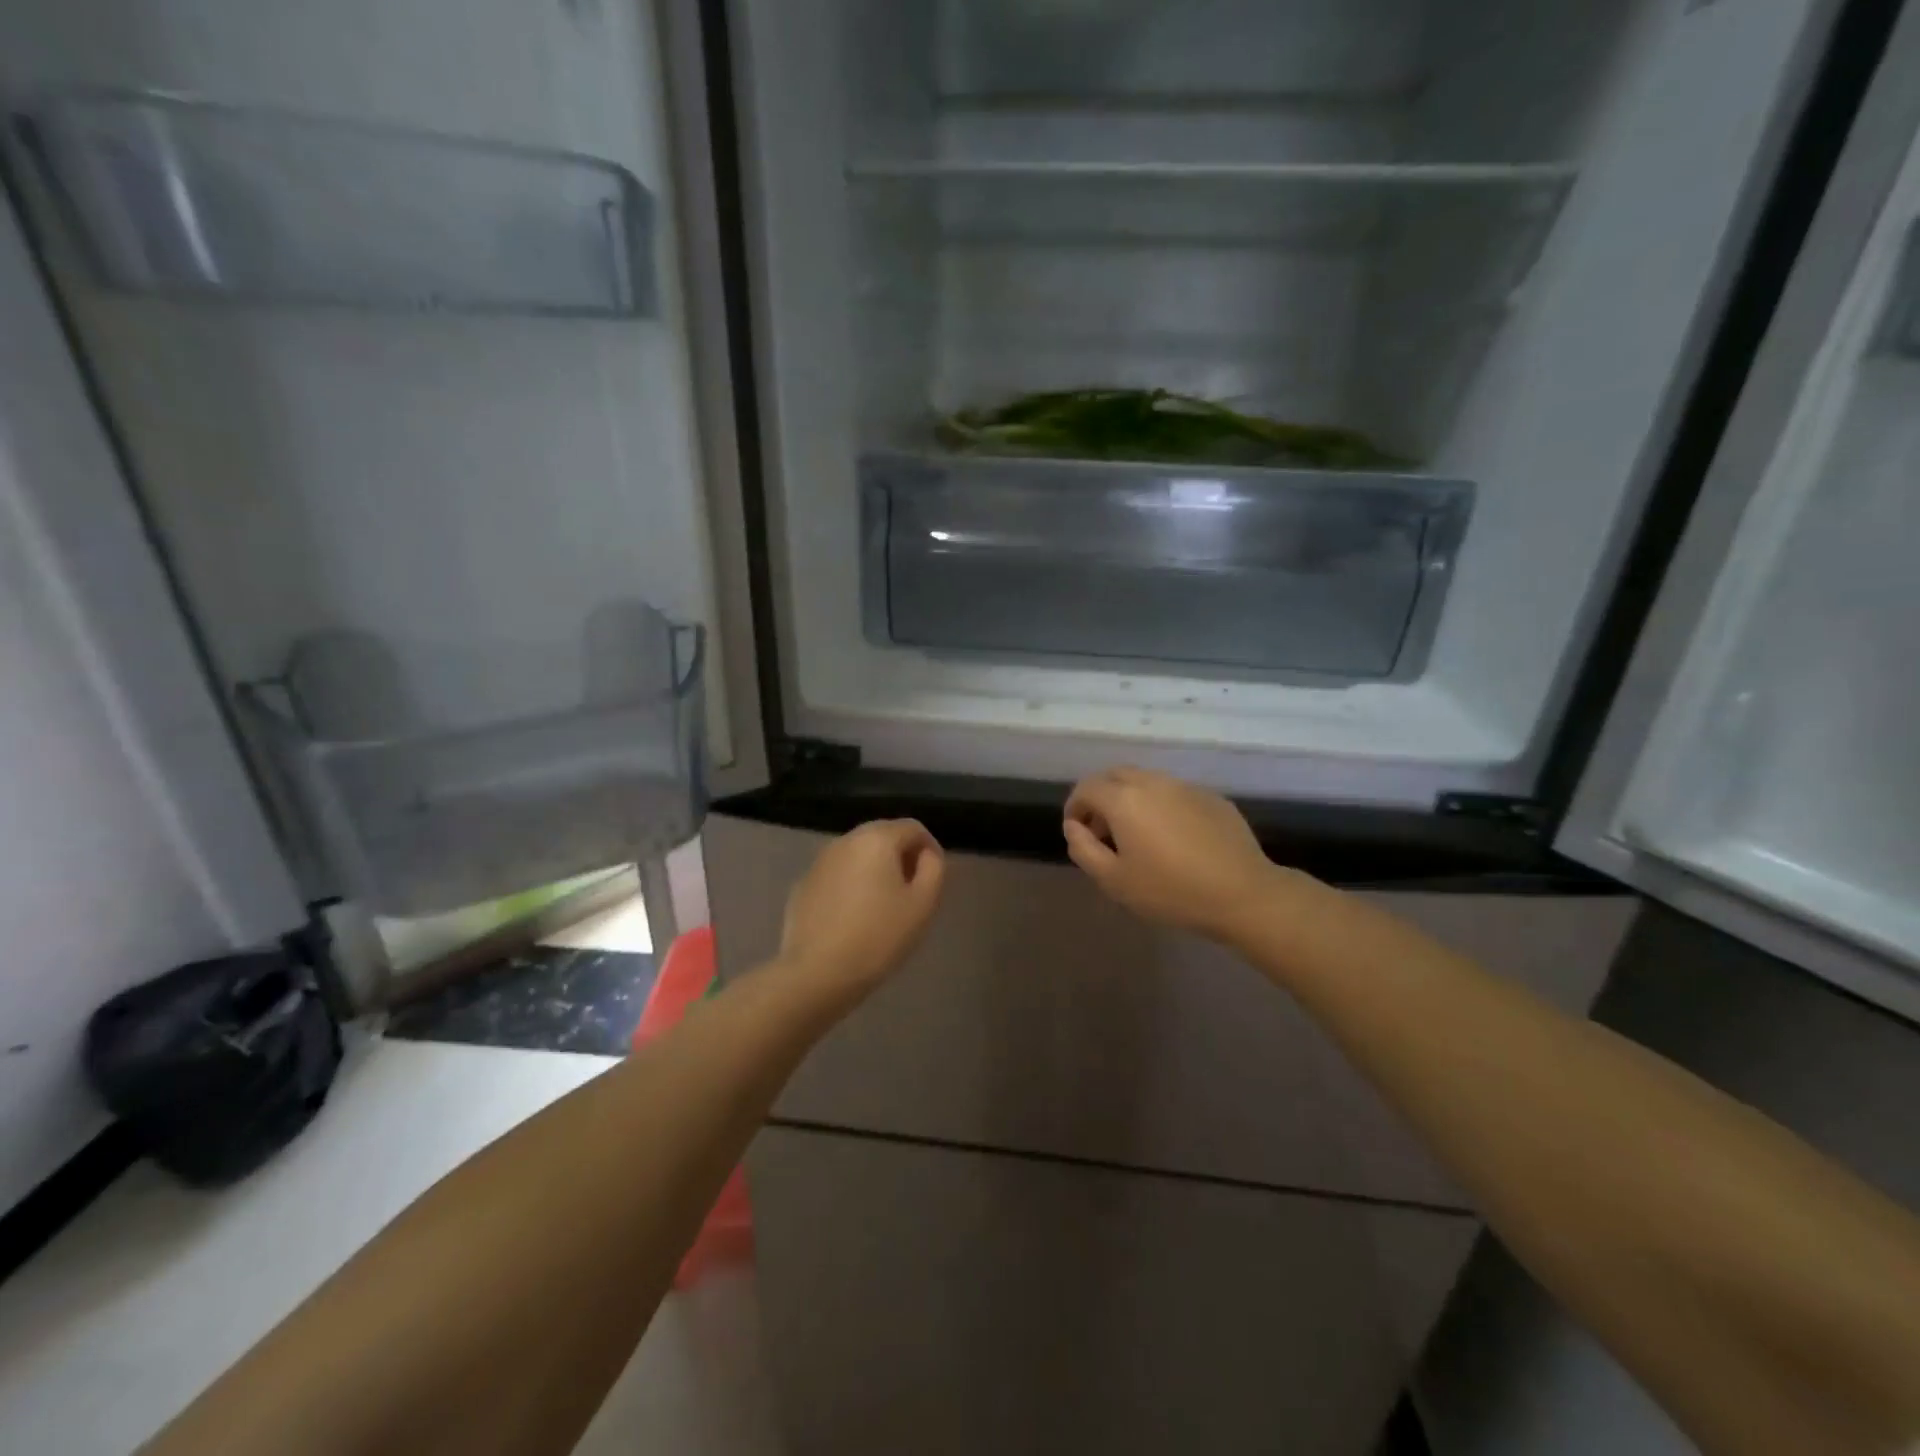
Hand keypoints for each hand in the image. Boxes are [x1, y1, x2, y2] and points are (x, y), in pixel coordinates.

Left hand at [778, 819, 945, 1009]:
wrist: (817, 973)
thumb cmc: (878, 936)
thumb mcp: (923, 904)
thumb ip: (933, 869)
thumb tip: (926, 855)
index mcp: (876, 839)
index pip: (913, 828)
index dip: (930, 849)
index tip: (933, 879)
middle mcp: (845, 841)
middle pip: (882, 836)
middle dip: (901, 857)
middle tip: (911, 892)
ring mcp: (819, 862)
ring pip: (857, 855)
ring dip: (874, 871)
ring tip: (883, 906)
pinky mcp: (802, 885)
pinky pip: (836, 875)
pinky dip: (850, 885)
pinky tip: (852, 918)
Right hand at [1063, 767, 1282, 943]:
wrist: (1242, 894)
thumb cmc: (1170, 891)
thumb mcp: (1114, 880)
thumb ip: (1083, 849)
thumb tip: (1073, 827)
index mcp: (1124, 799)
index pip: (1086, 788)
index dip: (1074, 807)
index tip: (1077, 832)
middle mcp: (1152, 783)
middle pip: (1115, 776)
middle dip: (1101, 797)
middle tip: (1103, 830)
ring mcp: (1185, 787)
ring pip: (1146, 781)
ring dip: (1131, 799)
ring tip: (1137, 835)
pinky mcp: (1211, 797)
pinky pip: (1174, 793)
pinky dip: (1161, 806)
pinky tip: (1173, 838)